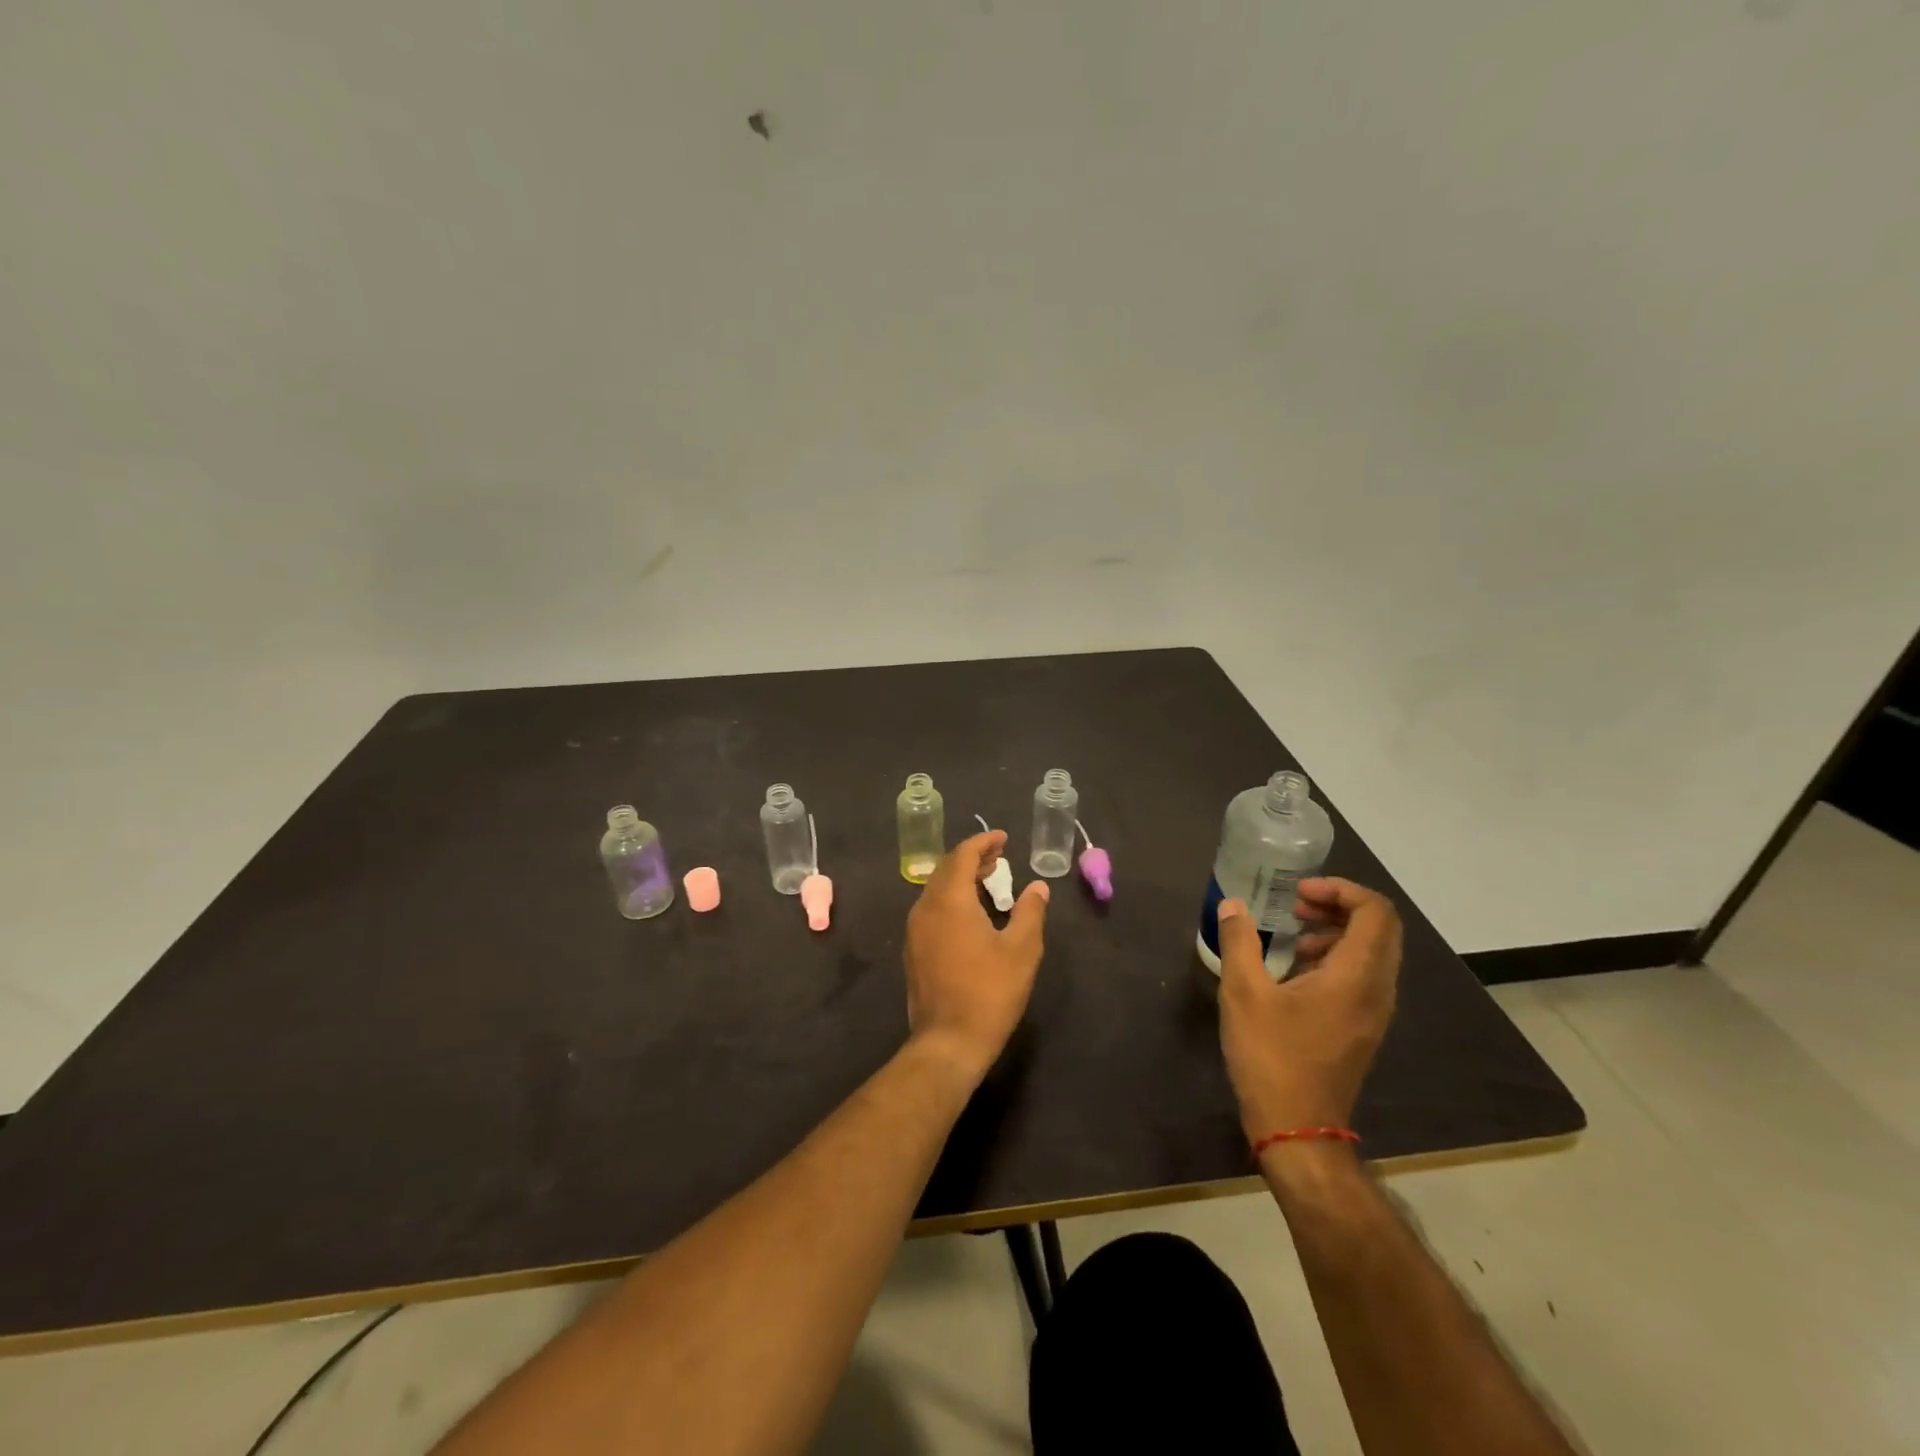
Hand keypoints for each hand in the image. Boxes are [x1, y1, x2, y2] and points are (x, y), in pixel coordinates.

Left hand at [904, 831, 1049, 1082]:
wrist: (948, 1042)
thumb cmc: (990, 992)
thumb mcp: (1022, 950)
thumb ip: (1030, 912)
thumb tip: (1038, 887)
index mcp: (950, 901)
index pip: (962, 855)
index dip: (983, 842)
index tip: (1003, 839)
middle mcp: (925, 908)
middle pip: (945, 869)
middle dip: (972, 858)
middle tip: (998, 857)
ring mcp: (915, 930)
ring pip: (936, 889)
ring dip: (960, 878)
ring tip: (988, 880)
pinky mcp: (914, 950)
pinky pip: (931, 909)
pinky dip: (951, 898)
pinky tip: (971, 913)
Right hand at [1217, 877, 1401, 1137]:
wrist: (1298, 1128)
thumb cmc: (1271, 1056)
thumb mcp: (1243, 993)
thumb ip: (1239, 941)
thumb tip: (1233, 905)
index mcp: (1357, 976)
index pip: (1375, 912)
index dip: (1341, 889)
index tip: (1298, 891)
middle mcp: (1377, 989)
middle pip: (1379, 928)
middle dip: (1338, 905)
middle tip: (1295, 904)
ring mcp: (1374, 1011)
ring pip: (1373, 952)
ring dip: (1337, 930)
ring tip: (1294, 933)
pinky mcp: (1362, 1026)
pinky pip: (1362, 974)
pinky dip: (1336, 956)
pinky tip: (1296, 968)